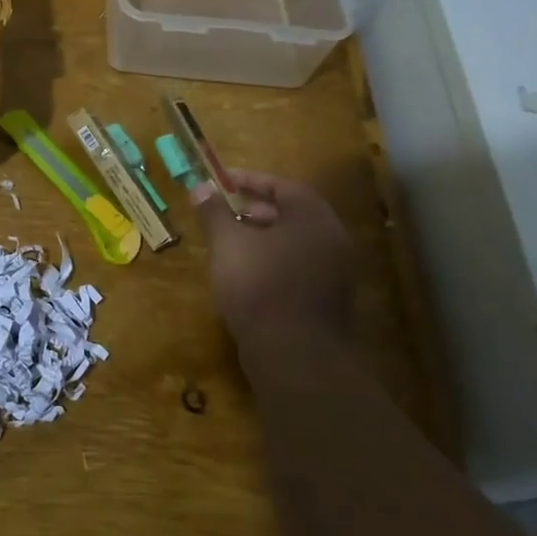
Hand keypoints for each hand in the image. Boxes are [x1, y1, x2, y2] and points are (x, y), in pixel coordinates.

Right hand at [194, 170, 357, 390]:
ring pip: (295, 242)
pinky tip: (247, 273)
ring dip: (263, 236)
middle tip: (224, 211)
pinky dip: (274, 260)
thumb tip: (200, 187)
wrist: (294, 355)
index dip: (249, 180)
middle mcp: (332, 239)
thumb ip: (214, 212)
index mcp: (313, 218)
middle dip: (255, 208)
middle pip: (292, 213)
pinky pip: (300, 266)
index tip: (221, 181)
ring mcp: (336, 272)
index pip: (282, 186)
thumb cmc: (259, 286)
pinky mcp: (330, 300)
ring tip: (230, 241)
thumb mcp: (228, 244)